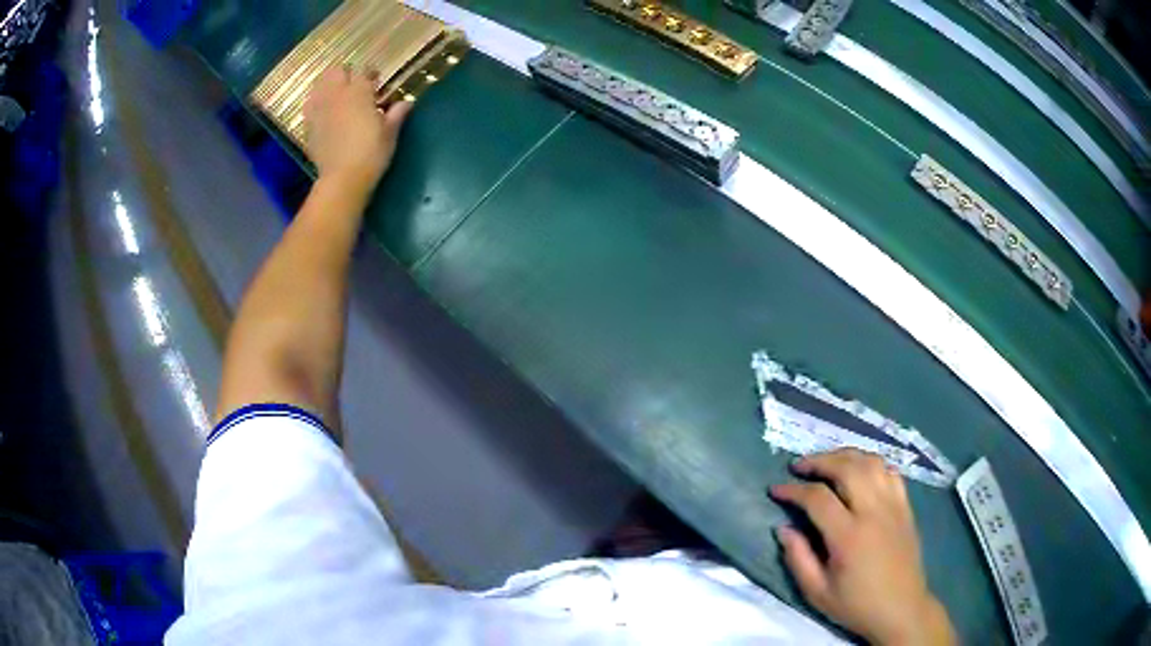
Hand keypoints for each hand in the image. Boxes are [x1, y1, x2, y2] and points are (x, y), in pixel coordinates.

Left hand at [303, 66, 412, 195]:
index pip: (364, 71)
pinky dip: (316, 104)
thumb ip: (396, 114)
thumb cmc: (371, 154)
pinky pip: (309, 106)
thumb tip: (406, 102)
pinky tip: (323, 113)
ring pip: (319, 85)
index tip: (376, 80)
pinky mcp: (309, 125)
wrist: (343, 179)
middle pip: (336, 71)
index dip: (371, 73)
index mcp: (359, 93)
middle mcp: (336, 95)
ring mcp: (320, 109)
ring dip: (328, 86)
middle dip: (345, 74)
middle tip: (354, 86)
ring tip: (336, 96)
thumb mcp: (389, 133)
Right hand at [770, 449, 955, 645]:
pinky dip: (871, 464)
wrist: (901, 609)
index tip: (776, 490)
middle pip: (846, 467)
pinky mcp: (905, 506)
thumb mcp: (817, 592)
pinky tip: (860, 472)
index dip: (793, 490)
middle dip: (819, 461)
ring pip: (870, 462)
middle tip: (799, 465)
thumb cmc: (856, 605)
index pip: (817, 498)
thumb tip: (782, 529)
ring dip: (845, 456)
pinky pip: (890, 472)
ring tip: (827, 464)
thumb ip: (798, 558)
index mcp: (849, 536)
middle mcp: (873, 512)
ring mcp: (894, 505)